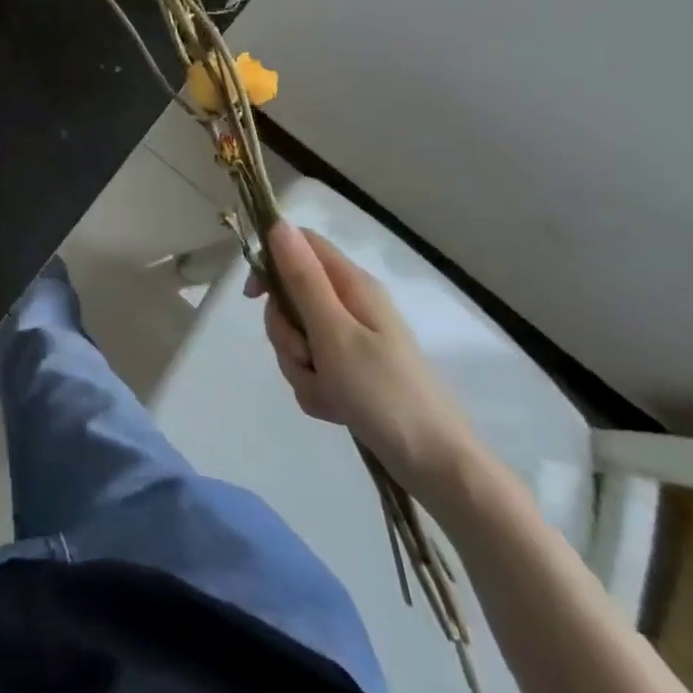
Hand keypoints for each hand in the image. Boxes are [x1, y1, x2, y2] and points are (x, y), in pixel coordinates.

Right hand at [252, 221, 477, 498]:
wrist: (438, 468)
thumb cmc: (384, 393)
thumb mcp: (334, 332)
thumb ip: (302, 279)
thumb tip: (278, 224)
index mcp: (351, 285)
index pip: (299, 245)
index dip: (270, 262)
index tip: (254, 296)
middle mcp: (351, 306)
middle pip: (290, 297)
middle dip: (285, 332)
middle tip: (306, 356)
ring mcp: (351, 341)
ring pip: (297, 337)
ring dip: (299, 366)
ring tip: (328, 392)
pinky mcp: (351, 373)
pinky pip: (311, 369)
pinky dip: (315, 388)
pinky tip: (335, 408)